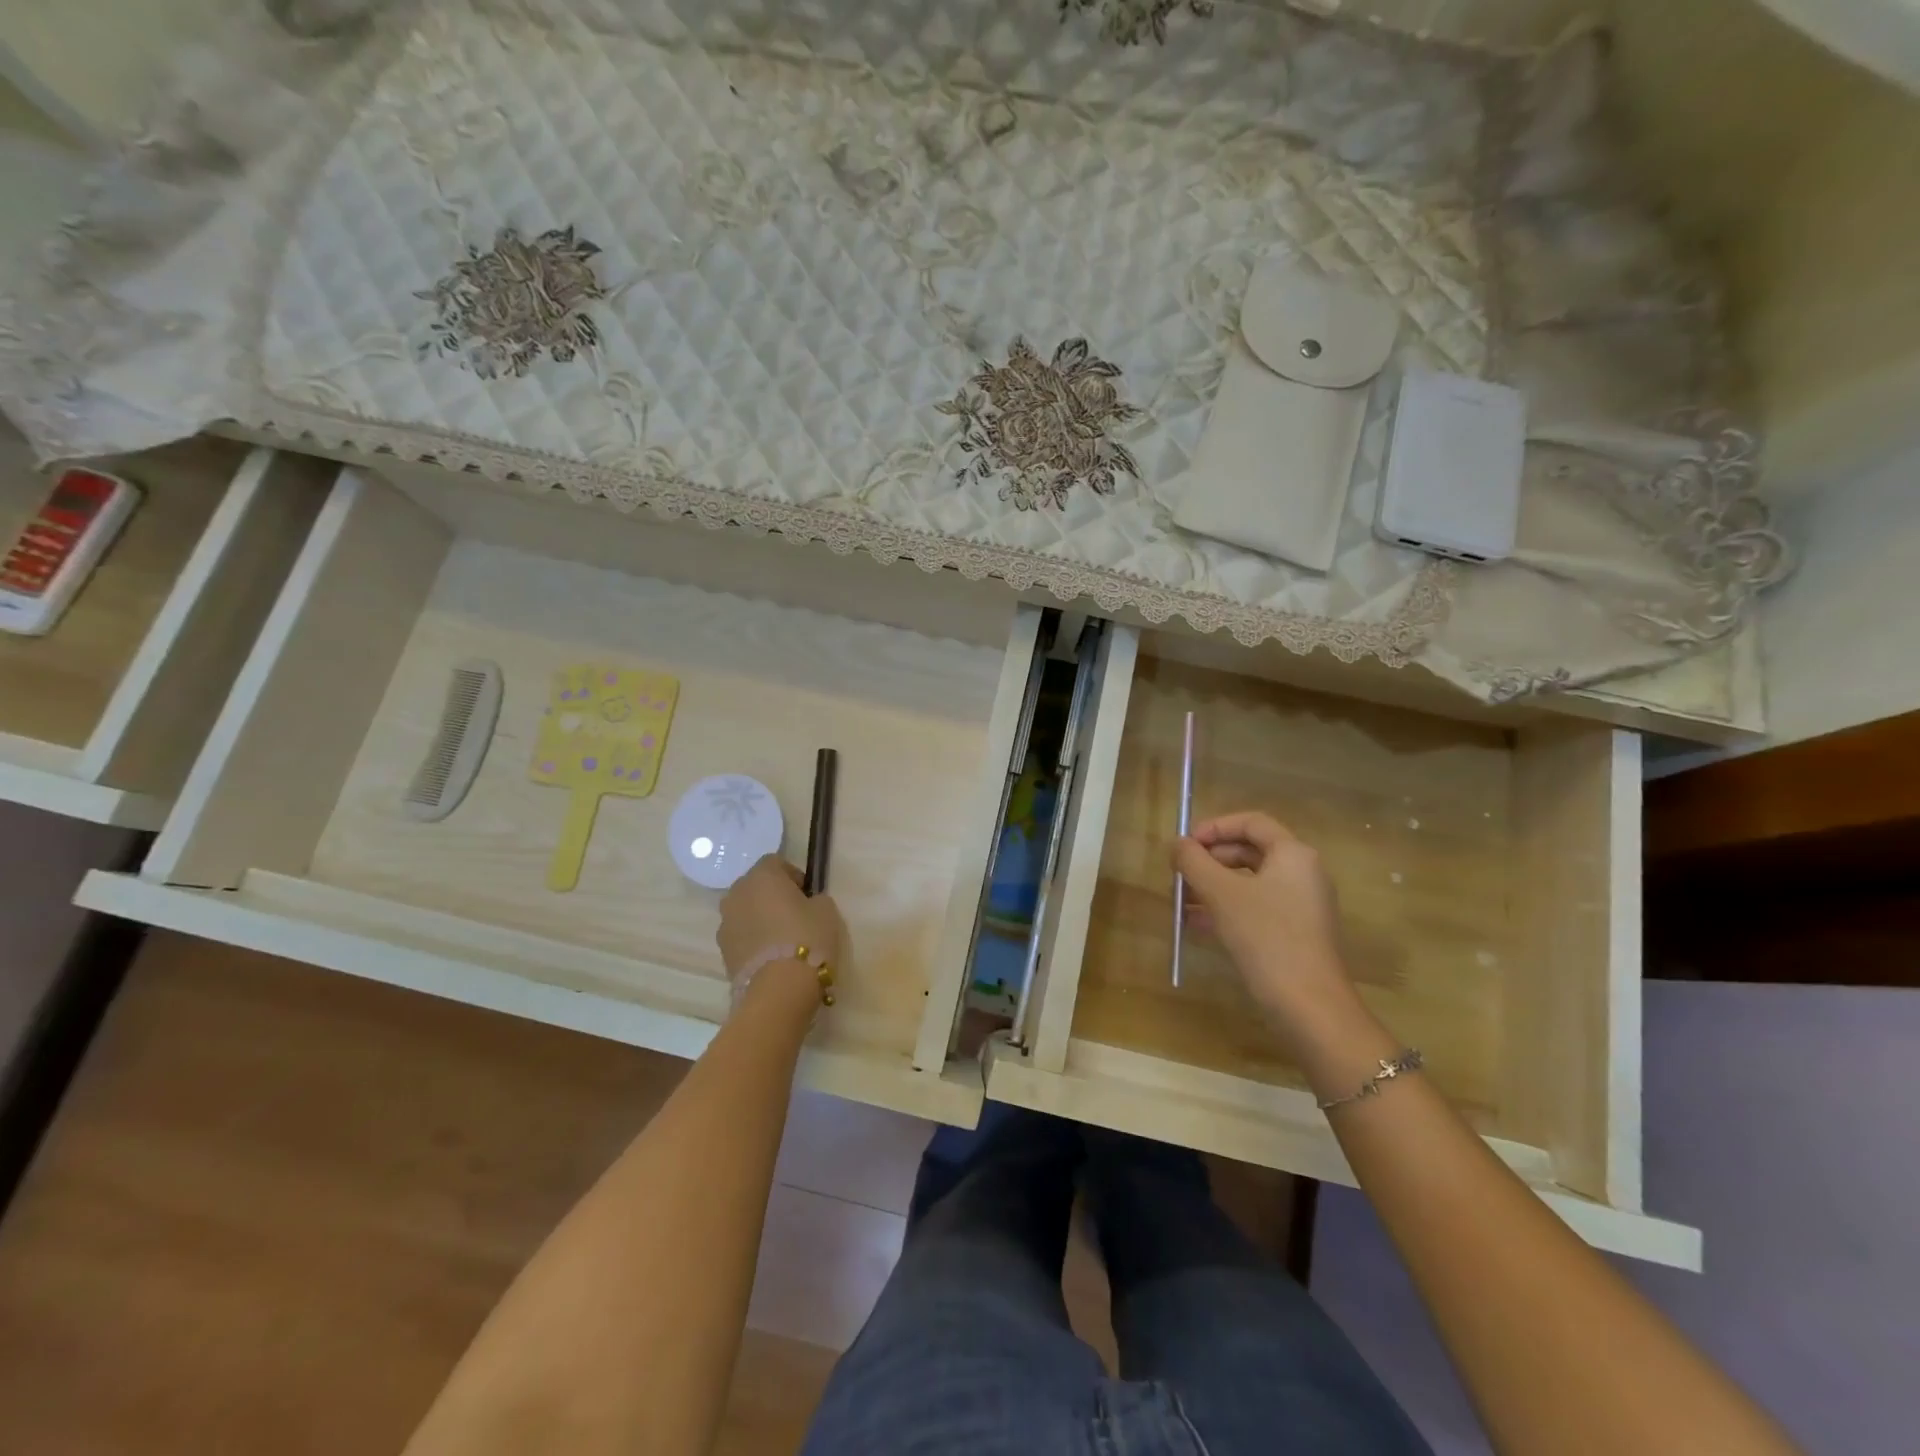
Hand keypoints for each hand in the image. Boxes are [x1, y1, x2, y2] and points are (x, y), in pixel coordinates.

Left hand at [717, 855, 847, 984]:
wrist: (779, 990)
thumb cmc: (807, 938)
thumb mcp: (826, 910)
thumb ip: (814, 899)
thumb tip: (806, 903)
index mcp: (761, 876)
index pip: (775, 862)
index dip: (793, 876)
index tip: (808, 895)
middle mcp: (736, 894)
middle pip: (756, 886)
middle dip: (772, 896)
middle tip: (795, 916)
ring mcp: (725, 923)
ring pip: (745, 912)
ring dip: (760, 919)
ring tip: (783, 940)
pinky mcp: (722, 951)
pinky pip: (741, 936)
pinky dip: (753, 940)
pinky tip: (772, 958)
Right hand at [1172, 811, 1357, 1031]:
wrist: (1309, 1005)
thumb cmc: (1265, 936)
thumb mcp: (1221, 893)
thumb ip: (1194, 862)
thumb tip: (1177, 844)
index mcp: (1293, 854)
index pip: (1251, 822)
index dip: (1213, 827)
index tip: (1185, 845)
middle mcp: (1303, 873)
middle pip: (1249, 851)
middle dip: (1209, 860)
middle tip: (1180, 875)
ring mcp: (1302, 905)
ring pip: (1249, 882)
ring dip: (1213, 887)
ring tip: (1181, 902)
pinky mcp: (1296, 933)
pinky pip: (1256, 908)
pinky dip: (1227, 909)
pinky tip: (1197, 924)